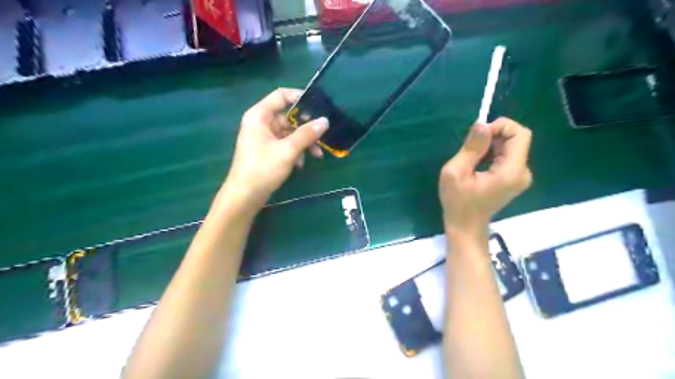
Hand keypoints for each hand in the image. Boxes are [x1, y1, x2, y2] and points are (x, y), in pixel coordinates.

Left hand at [220, 89, 328, 212]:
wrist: (245, 196)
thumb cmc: (263, 169)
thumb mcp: (288, 150)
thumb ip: (307, 134)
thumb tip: (325, 121)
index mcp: (260, 115)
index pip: (281, 95)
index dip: (300, 97)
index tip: (319, 106)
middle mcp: (261, 123)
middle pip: (288, 117)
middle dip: (306, 127)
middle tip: (323, 136)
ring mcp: (263, 137)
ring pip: (289, 133)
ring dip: (304, 142)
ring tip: (317, 155)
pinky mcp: (267, 150)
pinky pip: (285, 144)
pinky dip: (295, 151)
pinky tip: (301, 164)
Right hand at [444, 117, 532, 238]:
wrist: (466, 226)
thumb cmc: (458, 202)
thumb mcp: (456, 172)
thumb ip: (471, 147)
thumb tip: (482, 123)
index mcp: (512, 170)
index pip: (520, 134)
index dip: (500, 127)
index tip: (478, 136)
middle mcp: (523, 171)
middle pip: (517, 139)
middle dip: (494, 136)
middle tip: (470, 149)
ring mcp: (520, 176)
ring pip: (512, 146)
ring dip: (492, 145)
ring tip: (472, 159)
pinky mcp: (514, 179)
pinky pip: (508, 156)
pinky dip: (493, 153)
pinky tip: (478, 165)